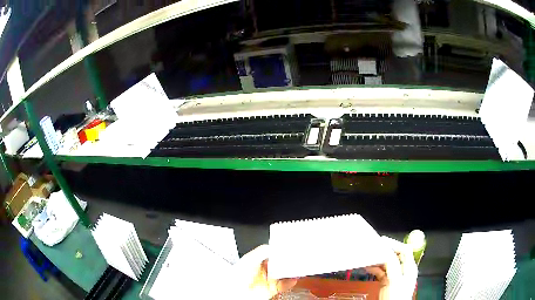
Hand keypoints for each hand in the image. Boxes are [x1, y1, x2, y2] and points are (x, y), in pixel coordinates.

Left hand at [231, 244, 297, 298]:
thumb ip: (262, 251)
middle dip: (286, 261)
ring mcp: (267, 280)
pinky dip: (291, 282)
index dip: (278, 251)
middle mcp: (262, 271)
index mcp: (255, 261)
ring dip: (291, 271)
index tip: (286, 248)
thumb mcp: (249, 258)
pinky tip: (294, 278)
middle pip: (278, 264)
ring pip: (283, 274)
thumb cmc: (237, 276)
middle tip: (294, 257)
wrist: (237, 292)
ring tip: (297, 266)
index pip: (270, 254)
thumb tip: (273, 246)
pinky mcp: (271, 289)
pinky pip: (284, 285)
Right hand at [365, 237, 417, 299]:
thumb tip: (386, 251)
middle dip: (384, 251)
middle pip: (395, 255)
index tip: (382, 241)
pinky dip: (374, 269)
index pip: (404, 249)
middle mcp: (403, 269)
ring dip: (377, 260)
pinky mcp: (387, 281)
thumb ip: (393, 265)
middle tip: (373, 248)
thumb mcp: (396, 279)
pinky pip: (380, 271)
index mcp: (409, 266)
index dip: (395, 244)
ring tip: (368, 257)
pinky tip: (367, 267)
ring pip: (387, 263)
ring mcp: (395, 275)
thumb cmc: (397, 296)